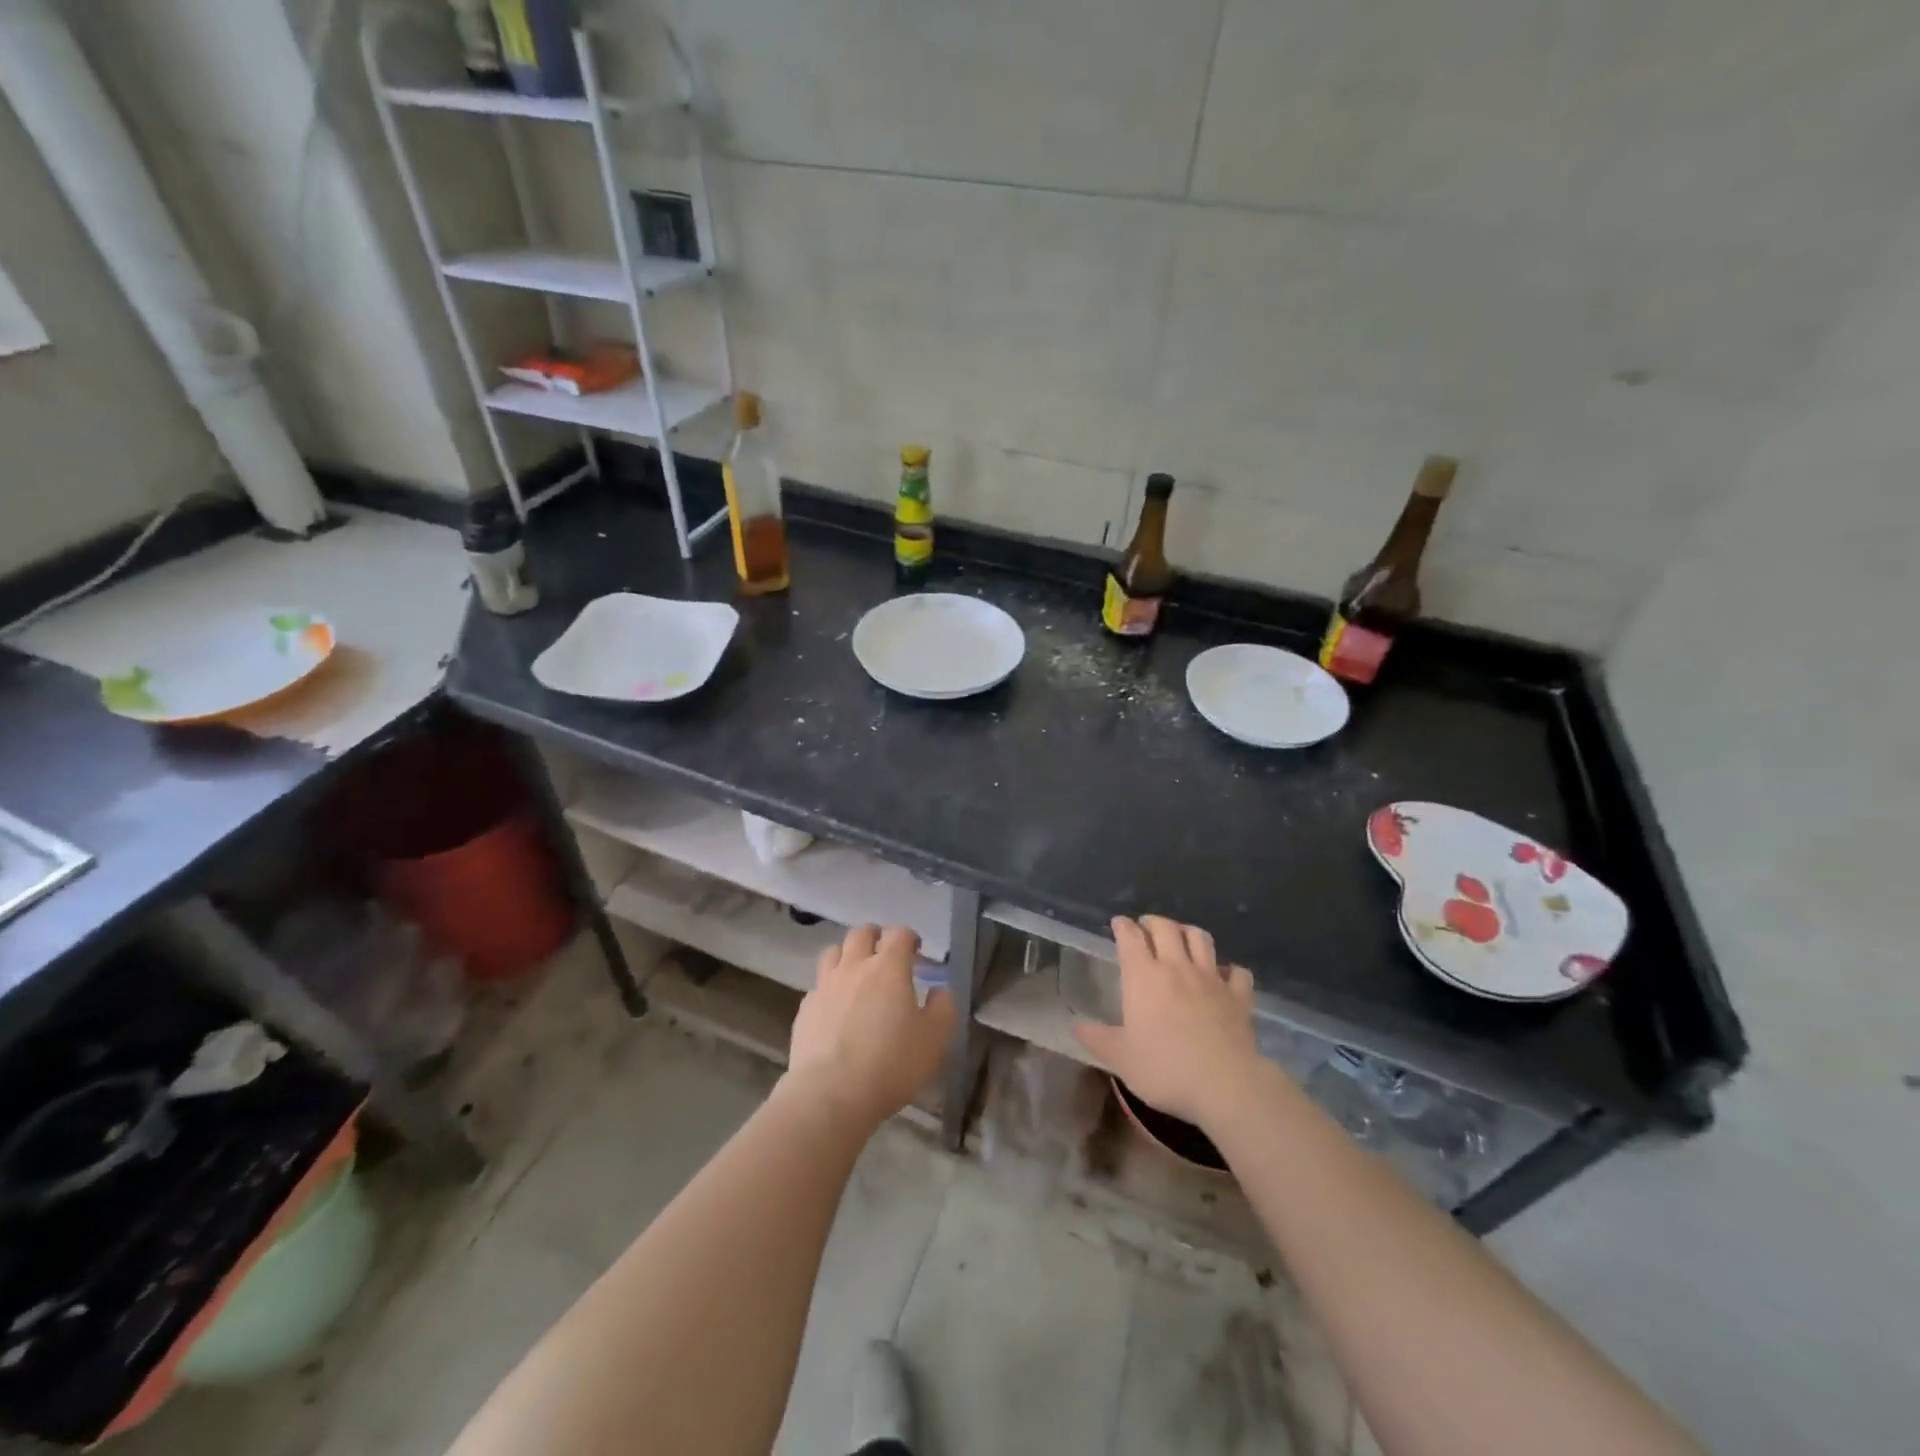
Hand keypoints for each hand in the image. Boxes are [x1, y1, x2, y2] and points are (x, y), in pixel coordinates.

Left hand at [785, 925, 954, 1128]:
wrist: (831, 1094)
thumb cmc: (891, 1064)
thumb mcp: (934, 1039)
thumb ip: (943, 1007)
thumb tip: (940, 990)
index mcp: (888, 968)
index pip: (899, 934)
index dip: (909, 937)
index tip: (916, 950)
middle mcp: (854, 967)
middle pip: (861, 934)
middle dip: (875, 936)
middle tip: (885, 953)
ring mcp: (825, 985)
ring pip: (833, 952)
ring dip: (847, 955)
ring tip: (856, 972)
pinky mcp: (805, 1008)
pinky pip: (819, 985)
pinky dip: (830, 987)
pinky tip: (836, 1007)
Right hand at [1073, 915, 1263, 1130]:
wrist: (1225, 1085)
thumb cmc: (1165, 1069)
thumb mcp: (1120, 1058)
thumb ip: (1097, 1038)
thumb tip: (1076, 1026)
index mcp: (1144, 977)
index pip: (1131, 937)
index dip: (1123, 926)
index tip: (1119, 923)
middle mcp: (1177, 968)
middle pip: (1166, 928)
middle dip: (1153, 922)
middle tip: (1146, 927)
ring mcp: (1211, 979)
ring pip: (1200, 939)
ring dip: (1188, 932)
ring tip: (1182, 938)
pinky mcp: (1239, 996)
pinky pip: (1236, 972)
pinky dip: (1229, 969)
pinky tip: (1224, 975)